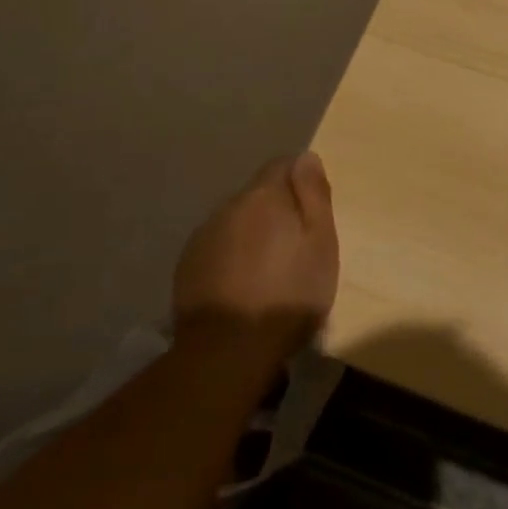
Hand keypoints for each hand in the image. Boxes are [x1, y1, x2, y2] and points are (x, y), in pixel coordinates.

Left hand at [173, 153, 339, 366]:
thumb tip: (306, 157)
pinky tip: (241, 286)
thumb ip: (314, 196)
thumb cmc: (288, 294)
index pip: (282, 164)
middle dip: (276, 210)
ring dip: (252, 235)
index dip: (301, 182)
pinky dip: (231, 257)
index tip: (313, 212)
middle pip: (257, 195)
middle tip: (296, 247)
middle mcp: (228, 206)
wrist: (228, 350)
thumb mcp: (320, 243)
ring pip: (235, 222)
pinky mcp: (187, 266)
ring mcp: (202, 237)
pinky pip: (217, 248)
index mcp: (263, 196)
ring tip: (268, 270)